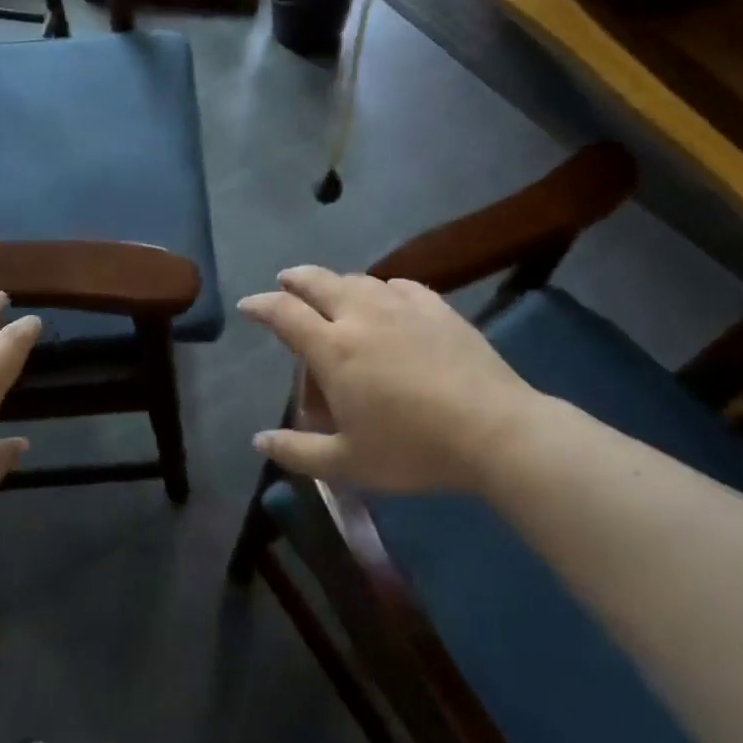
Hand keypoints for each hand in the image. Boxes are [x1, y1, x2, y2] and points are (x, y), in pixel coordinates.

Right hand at [237, 266, 536, 492]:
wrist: (494, 430)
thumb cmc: (413, 449)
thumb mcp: (348, 463)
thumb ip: (298, 451)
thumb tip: (259, 441)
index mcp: (334, 349)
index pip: (285, 314)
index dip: (261, 306)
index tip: (248, 305)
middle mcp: (361, 316)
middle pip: (319, 282)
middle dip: (296, 279)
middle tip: (285, 281)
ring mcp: (402, 307)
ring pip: (359, 280)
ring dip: (337, 282)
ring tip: (333, 292)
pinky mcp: (438, 308)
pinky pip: (400, 286)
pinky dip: (382, 288)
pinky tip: (388, 297)